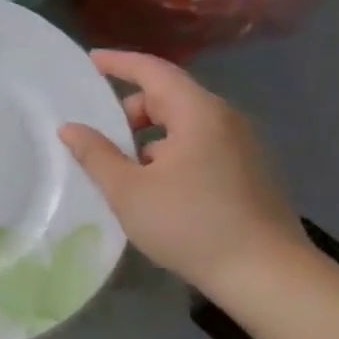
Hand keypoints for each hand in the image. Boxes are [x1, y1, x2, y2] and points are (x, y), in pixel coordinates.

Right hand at [58, 50, 307, 294]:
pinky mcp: (248, 172)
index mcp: (198, 113)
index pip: (154, 71)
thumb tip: (70, 128)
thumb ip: (95, 155)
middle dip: (130, 106)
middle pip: (170, 96)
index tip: (90, 61)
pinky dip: (170, 151)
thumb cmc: (191, 225)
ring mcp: (242, 147)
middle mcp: (225, 120)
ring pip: (185, 124)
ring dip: (149, 134)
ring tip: (121, 164)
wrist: (268, 276)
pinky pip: (200, 145)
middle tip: (98, 129)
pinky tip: (154, 186)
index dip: (119, 63)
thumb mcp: (129, 191)